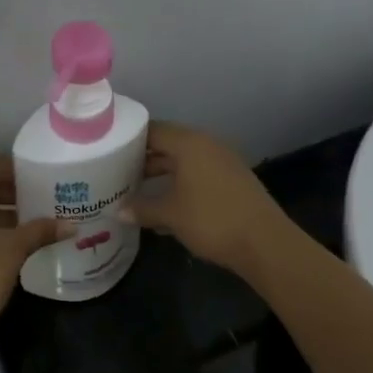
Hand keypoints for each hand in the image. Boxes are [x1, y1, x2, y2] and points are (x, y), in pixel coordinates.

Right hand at [123, 121, 294, 277]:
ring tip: (136, 190)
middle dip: (144, 159)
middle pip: (169, 145)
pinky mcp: (233, 181)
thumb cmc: (211, 220)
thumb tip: (118, 211)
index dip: (130, 139)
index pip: (153, 130)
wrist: (264, 242)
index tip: (109, 151)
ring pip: (184, 162)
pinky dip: (180, 184)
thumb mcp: (170, 215)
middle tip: (117, 173)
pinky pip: (199, 175)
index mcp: (190, 144)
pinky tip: (166, 206)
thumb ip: (142, 209)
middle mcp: (208, 145)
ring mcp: (223, 163)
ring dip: (162, 174)